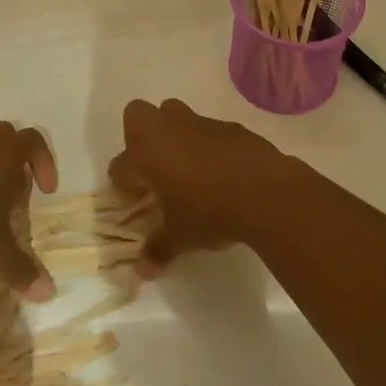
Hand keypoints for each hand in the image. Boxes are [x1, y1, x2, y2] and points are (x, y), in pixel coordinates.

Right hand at [108, 98, 301, 275]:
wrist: (266, 192)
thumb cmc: (211, 212)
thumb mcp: (181, 237)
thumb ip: (158, 250)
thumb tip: (142, 272)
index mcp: (146, 156)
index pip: (119, 166)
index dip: (122, 184)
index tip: (132, 200)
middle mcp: (167, 131)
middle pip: (136, 115)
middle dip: (138, 136)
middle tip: (152, 166)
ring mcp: (198, 123)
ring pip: (173, 113)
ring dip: (172, 134)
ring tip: (185, 165)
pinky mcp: (227, 126)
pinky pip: (206, 128)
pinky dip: (205, 143)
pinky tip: (219, 168)